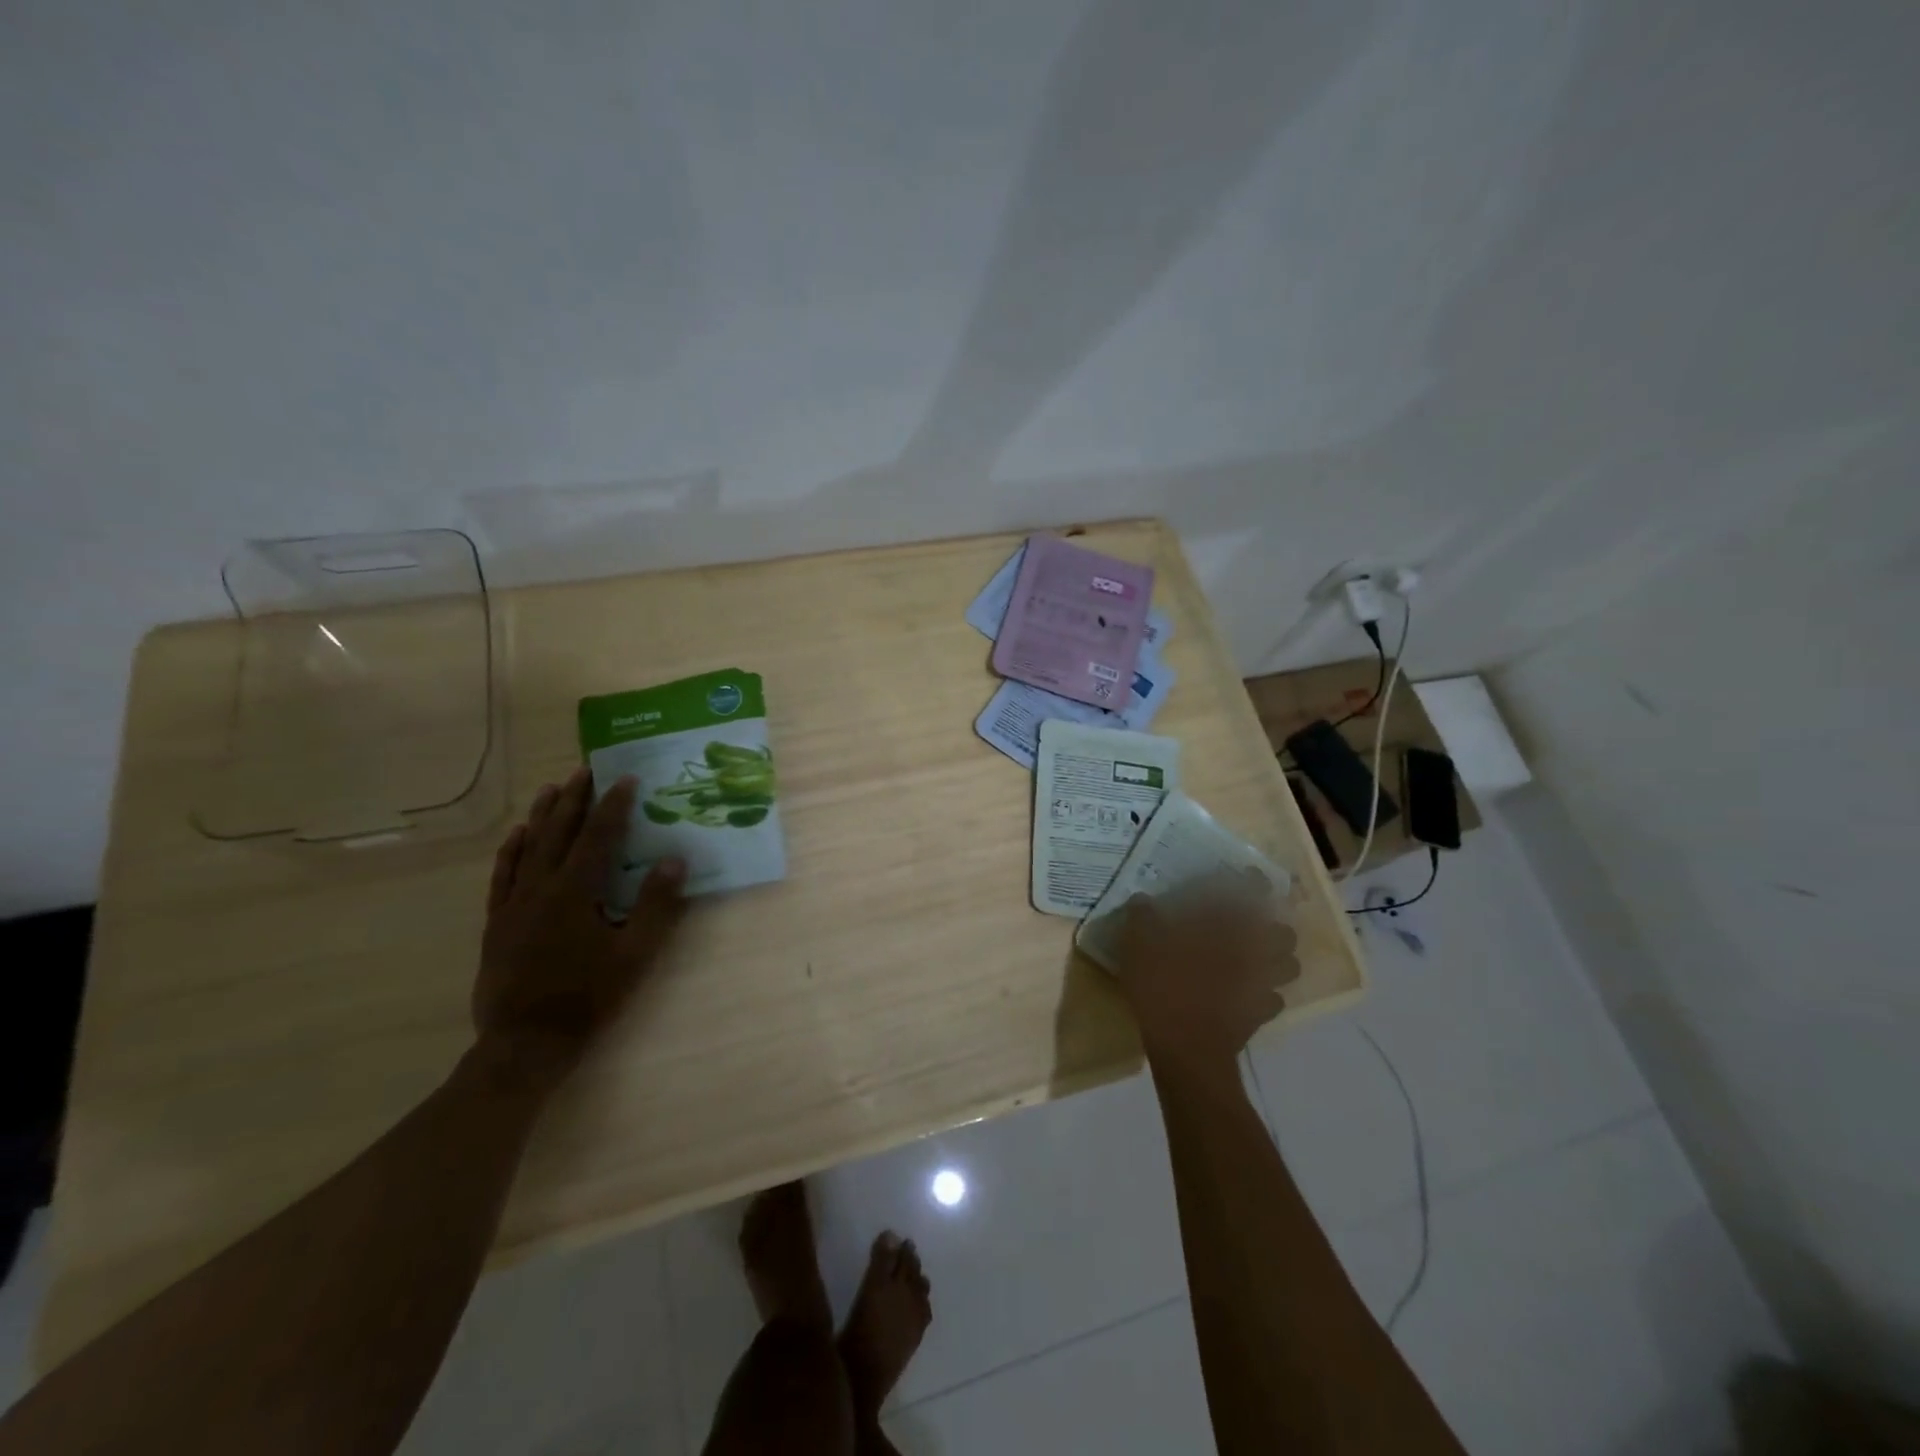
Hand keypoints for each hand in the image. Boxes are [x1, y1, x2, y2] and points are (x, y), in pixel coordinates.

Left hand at [473, 768, 686, 1093]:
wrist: (525, 1043)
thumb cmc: (588, 998)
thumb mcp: (635, 955)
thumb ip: (656, 906)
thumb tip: (674, 860)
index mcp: (577, 891)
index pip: (599, 835)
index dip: (614, 805)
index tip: (626, 778)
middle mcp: (542, 887)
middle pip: (560, 832)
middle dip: (575, 798)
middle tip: (586, 769)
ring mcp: (514, 903)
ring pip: (529, 847)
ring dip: (543, 815)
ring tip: (554, 788)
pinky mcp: (498, 921)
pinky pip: (503, 874)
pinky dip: (512, 850)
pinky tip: (518, 835)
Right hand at [1111, 870, 1300, 1073]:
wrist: (1187, 1047)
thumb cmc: (1164, 986)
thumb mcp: (1138, 943)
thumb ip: (1143, 916)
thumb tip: (1143, 900)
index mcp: (1227, 926)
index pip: (1252, 894)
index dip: (1253, 883)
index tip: (1248, 876)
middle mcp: (1253, 950)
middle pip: (1282, 932)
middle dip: (1272, 925)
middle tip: (1250, 924)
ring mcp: (1262, 984)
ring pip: (1287, 965)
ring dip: (1277, 958)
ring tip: (1256, 957)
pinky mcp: (1261, 1014)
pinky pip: (1274, 998)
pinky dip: (1266, 992)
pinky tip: (1247, 992)